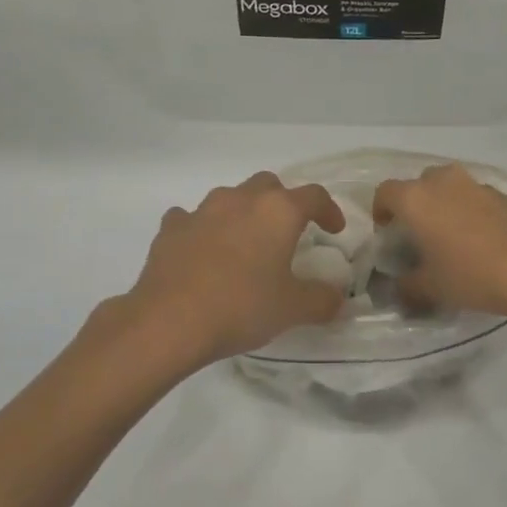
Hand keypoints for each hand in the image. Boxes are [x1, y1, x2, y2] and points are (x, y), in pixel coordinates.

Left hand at [124, 172, 347, 364]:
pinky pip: (192, 219)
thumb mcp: (293, 309)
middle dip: (283, 203)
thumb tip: (337, 298)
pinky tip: (203, 252)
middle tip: (288, 233)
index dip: (329, 210)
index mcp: (277, 212)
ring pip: (230, 198)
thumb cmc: (241, 307)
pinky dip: (203, 229)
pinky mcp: (171, 228)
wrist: (169, 321)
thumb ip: (322, 300)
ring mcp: (201, 211)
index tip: (334, 230)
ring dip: (243, 213)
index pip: (314, 196)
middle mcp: (240, 200)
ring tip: (245, 244)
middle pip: (269, 186)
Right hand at [372, 163, 506, 317]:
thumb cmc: (471, 274)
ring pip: (451, 188)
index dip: (381, 210)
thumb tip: (399, 287)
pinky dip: (473, 213)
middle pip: (420, 184)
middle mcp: (444, 181)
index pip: (385, 192)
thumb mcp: (431, 288)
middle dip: (416, 205)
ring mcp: (478, 185)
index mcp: (416, 198)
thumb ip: (407, 285)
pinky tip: (484, 242)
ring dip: (446, 206)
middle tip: (421, 235)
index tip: (388, 232)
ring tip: (454, 239)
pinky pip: (478, 198)